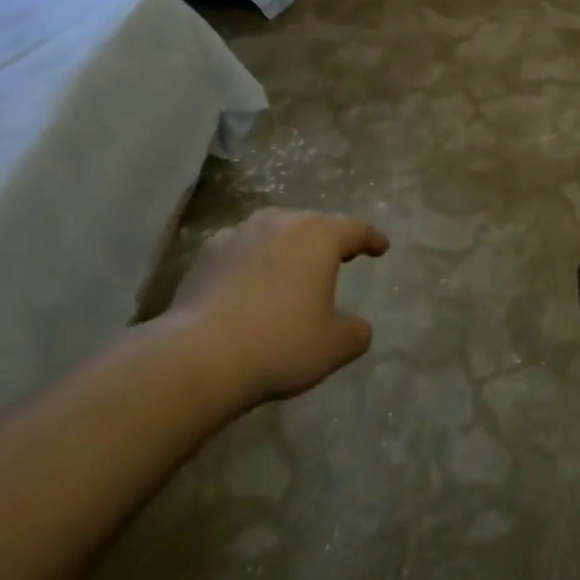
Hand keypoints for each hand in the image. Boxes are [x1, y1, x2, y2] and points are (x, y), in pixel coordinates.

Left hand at [163, 208, 390, 407]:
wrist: (198, 356)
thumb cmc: (280, 344)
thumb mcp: (334, 346)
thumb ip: (355, 331)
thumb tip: (356, 326)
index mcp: (319, 236)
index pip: (355, 228)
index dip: (371, 238)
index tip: (381, 247)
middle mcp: (280, 223)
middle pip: (313, 223)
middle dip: (329, 238)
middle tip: (341, 255)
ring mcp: (239, 234)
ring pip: (275, 232)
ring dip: (288, 246)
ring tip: (294, 267)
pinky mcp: (206, 254)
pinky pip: (242, 249)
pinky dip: (254, 260)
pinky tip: (251, 282)